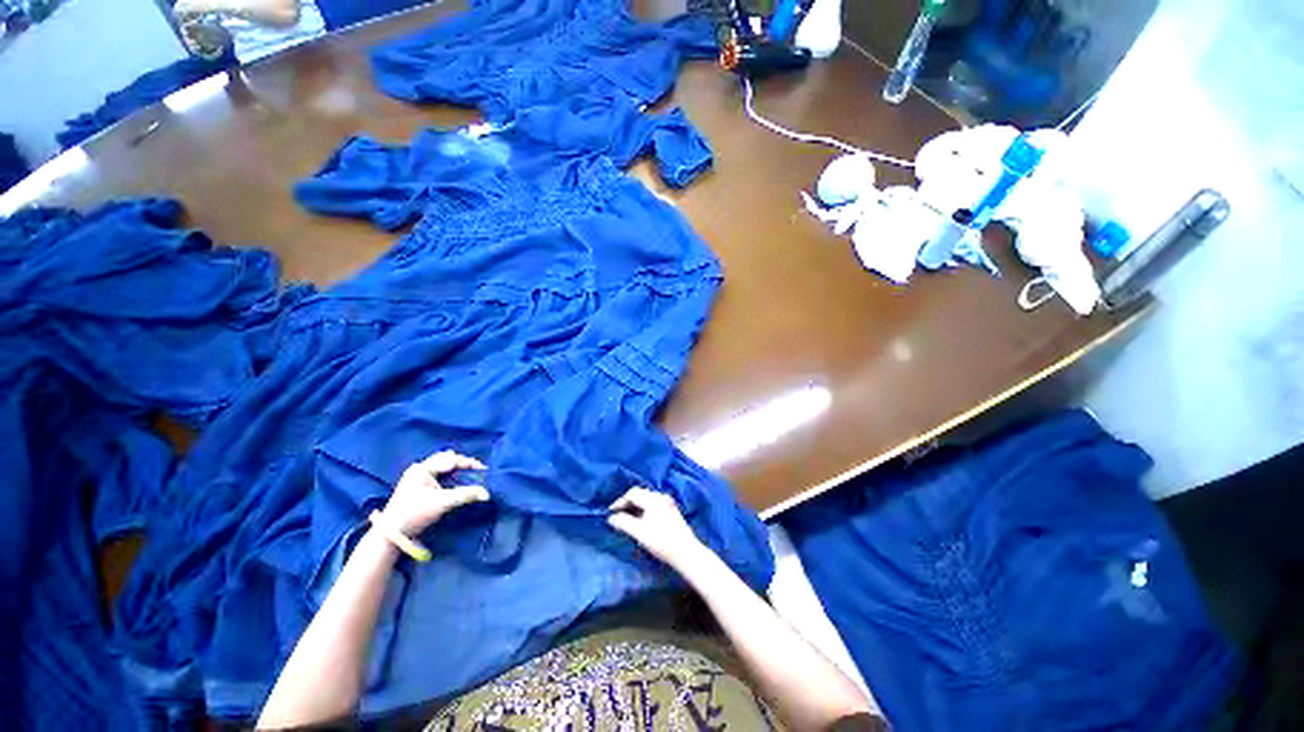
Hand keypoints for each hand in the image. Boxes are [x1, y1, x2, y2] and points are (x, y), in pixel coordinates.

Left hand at [380, 451, 488, 534]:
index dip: (469, 463)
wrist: (391, 533)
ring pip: (441, 466)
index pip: (451, 459)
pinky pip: (437, 474)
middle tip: (477, 469)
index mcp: (422, 468)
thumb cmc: (415, 514)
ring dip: (455, 468)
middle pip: (445, 459)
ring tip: (469, 472)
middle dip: (462, 463)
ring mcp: (415, 478)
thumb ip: (466, 495)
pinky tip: (454, 479)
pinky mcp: (416, 487)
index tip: (484, 469)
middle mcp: (418, 469)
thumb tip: (487, 493)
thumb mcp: (443, 503)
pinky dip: (448, 475)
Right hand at [608, 487, 708, 569]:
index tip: (611, 513)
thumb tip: (611, 518)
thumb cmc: (662, 542)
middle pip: (640, 493)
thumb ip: (624, 523)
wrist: (686, 552)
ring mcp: (667, 502)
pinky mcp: (671, 510)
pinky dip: (644, 508)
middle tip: (618, 514)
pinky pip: (653, 503)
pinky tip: (641, 519)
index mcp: (653, 499)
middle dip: (627, 502)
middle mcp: (661, 497)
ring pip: (646, 498)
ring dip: (636, 505)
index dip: (619, 502)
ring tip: (627, 518)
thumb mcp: (640, 533)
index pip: (632, 494)